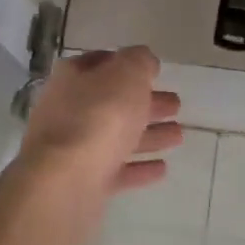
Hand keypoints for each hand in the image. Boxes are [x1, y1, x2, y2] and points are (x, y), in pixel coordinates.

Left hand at [21, 46, 182, 193]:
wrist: (66, 181)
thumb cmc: (98, 116)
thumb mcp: (126, 74)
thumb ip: (139, 61)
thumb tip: (144, 61)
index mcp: (73, 78)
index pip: (101, 63)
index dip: (127, 64)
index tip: (155, 72)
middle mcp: (68, 110)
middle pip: (113, 102)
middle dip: (145, 102)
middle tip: (176, 105)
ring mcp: (74, 148)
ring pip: (117, 137)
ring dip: (149, 135)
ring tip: (178, 135)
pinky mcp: (84, 182)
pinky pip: (117, 170)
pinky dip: (139, 167)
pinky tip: (162, 168)